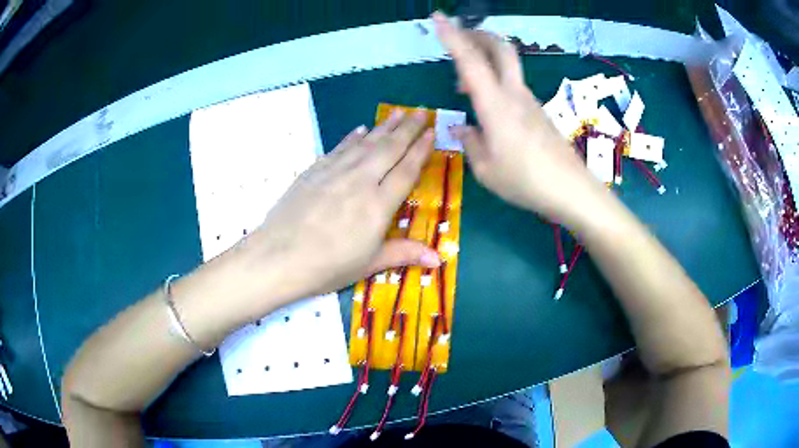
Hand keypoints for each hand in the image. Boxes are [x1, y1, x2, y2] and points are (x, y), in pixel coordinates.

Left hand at [241, 110, 440, 304]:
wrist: (279, 256)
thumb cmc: (328, 266)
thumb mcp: (370, 264)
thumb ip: (404, 254)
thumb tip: (439, 260)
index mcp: (379, 204)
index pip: (406, 170)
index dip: (421, 150)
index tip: (432, 133)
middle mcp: (361, 180)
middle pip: (389, 148)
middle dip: (408, 128)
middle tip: (422, 112)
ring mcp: (335, 172)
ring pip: (366, 143)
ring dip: (384, 126)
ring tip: (399, 113)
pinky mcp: (314, 170)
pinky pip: (339, 148)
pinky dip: (352, 137)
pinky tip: (361, 129)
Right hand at [433, 13, 610, 226]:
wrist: (571, 190)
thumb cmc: (525, 181)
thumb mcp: (486, 169)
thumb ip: (470, 142)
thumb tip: (462, 127)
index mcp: (495, 104)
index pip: (470, 60)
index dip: (452, 35)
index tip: (438, 17)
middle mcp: (514, 93)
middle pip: (500, 47)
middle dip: (477, 34)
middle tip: (458, 38)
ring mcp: (530, 100)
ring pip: (506, 65)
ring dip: (484, 62)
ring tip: (462, 85)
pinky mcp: (538, 111)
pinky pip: (513, 84)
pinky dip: (495, 82)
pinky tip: (487, 106)